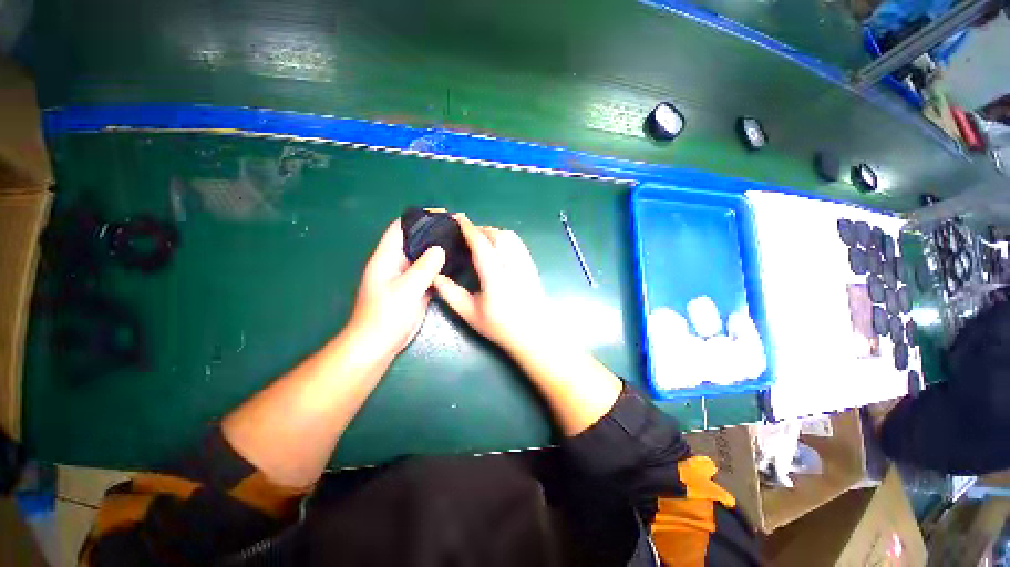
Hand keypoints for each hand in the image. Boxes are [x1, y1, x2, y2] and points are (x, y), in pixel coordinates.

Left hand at [347, 219, 445, 363]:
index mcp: (386, 258)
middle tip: (456, 229)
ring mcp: (405, 276)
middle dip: (433, 232)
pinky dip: (440, 266)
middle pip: (414, 240)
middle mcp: (395, 263)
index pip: (400, 228)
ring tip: (459, 243)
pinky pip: (429, 272)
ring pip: (423, 256)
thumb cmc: (387, 315)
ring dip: (438, 249)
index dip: (419, 217)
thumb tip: (440, 249)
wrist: (379, 343)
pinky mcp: (415, 288)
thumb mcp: (406, 289)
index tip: (442, 214)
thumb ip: (424, 267)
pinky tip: (455, 263)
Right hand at [433, 214, 551, 354]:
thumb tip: (435, 275)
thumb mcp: (470, 314)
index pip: (481, 245)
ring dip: (493, 232)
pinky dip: (505, 238)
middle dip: (480, 229)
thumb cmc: (501, 327)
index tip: (457, 218)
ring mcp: (526, 264)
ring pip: (510, 237)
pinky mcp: (532, 266)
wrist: (534, 334)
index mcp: (496, 279)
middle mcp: (513, 267)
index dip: (468, 229)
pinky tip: (497, 247)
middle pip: (497, 236)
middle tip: (465, 234)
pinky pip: (518, 243)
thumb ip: (450, 294)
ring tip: (480, 239)